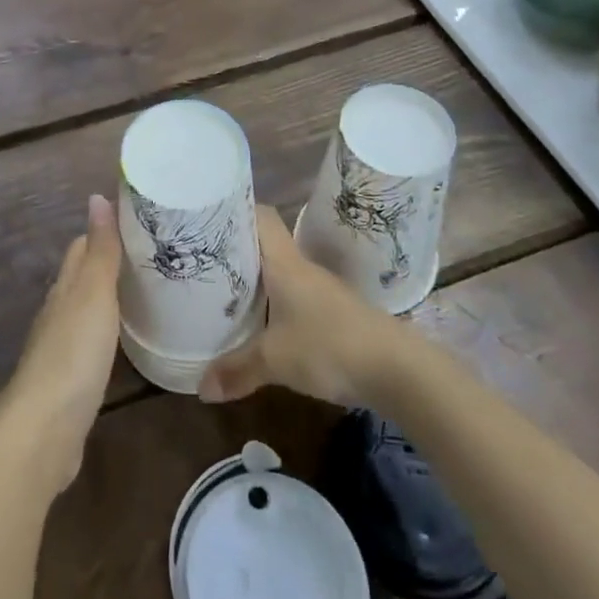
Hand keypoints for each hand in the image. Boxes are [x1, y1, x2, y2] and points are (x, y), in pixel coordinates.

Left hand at [0, 194, 121, 494]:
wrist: (43, 431)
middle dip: (111, 262)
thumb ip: (100, 250)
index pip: (82, 247)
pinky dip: (110, 331)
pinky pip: (93, 343)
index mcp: (65, 288)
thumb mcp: (93, 294)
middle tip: (153, 254)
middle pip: (84, 277)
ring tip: (148, 290)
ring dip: (111, 297)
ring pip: (88, 310)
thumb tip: (97, 196)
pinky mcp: (72, 381)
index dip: (106, 231)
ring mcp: (63, 348)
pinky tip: (126, 338)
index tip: (139, 220)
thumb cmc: (73, 354)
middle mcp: (60, 312)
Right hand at [200, 205, 402, 407]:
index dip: (235, 211)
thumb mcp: (275, 360)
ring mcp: (320, 290)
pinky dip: (275, 305)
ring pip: (279, 272)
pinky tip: (261, 325)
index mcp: (284, 262)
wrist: (397, 369)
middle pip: (265, 244)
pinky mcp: (333, 314)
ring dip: (256, 280)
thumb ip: (236, 370)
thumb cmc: (329, 346)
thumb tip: (200, 388)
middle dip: (236, 250)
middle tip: (202, 261)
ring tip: (223, 292)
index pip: (260, 215)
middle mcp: (301, 267)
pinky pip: (294, 297)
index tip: (206, 220)